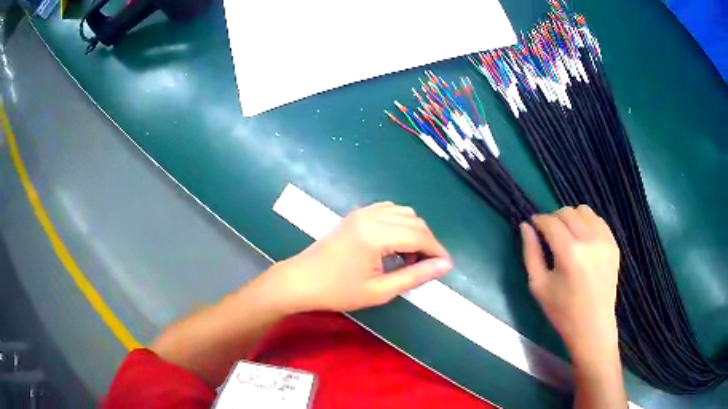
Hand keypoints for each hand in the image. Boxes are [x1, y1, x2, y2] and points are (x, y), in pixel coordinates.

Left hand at [269, 202, 452, 312]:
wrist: (301, 280)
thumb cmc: (337, 291)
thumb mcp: (379, 290)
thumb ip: (415, 276)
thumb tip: (445, 266)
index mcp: (376, 234)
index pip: (420, 235)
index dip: (437, 251)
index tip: (445, 267)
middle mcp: (371, 216)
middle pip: (414, 221)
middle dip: (427, 242)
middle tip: (426, 267)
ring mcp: (362, 212)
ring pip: (403, 212)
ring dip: (414, 232)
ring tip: (408, 258)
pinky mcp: (356, 214)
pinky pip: (387, 210)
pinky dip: (399, 223)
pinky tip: (393, 244)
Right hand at [520, 205, 619, 361]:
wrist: (593, 326)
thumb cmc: (562, 311)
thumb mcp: (539, 285)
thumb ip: (530, 252)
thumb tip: (525, 226)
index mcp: (569, 253)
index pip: (550, 222)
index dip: (539, 220)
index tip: (533, 226)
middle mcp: (589, 240)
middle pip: (567, 212)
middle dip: (553, 218)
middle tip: (549, 235)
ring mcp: (605, 241)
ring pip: (584, 211)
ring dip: (571, 218)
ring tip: (567, 235)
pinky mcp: (614, 244)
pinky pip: (598, 220)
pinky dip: (586, 223)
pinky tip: (582, 239)